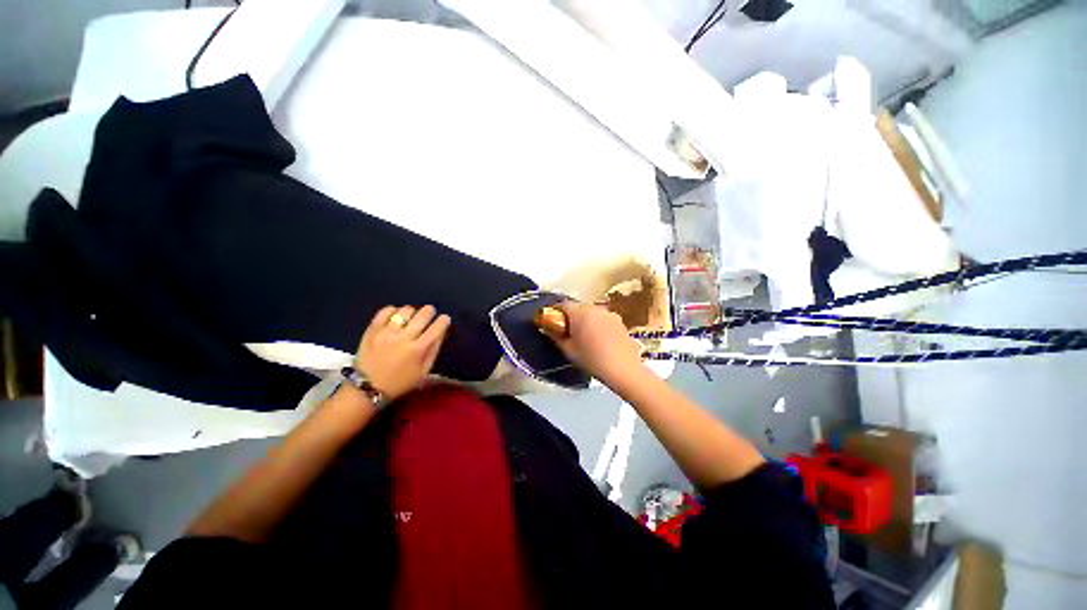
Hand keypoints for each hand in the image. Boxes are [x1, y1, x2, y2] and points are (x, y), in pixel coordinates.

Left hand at [356, 305, 450, 401]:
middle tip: (429, 314)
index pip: (437, 328)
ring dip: (413, 312)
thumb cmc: (400, 382)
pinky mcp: (372, 330)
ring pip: (406, 310)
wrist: (367, 388)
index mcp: (418, 350)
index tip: (444, 319)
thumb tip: (441, 332)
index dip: (444, 320)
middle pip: (423, 314)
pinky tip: (396, 317)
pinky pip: (386, 311)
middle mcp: (403, 338)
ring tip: (411, 317)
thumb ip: (433, 350)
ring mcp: (386, 332)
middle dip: (430, 311)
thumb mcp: (423, 372)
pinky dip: (394, 311)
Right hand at [544, 301, 645, 384]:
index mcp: (580, 313)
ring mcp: (610, 314)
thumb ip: (556, 336)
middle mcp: (595, 308)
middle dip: (571, 317)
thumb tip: (548, 329)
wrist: (624, 369)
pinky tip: (599, 341)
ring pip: (591, 313)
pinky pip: (603, 319)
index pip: (562, 304)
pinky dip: (598, 326)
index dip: (555, 312)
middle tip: (567, 332)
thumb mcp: (569, 350)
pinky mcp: (620, 322)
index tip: (552, 323)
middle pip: (578, 308)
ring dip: (585, 321)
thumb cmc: (592, 359)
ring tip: (585, 338)